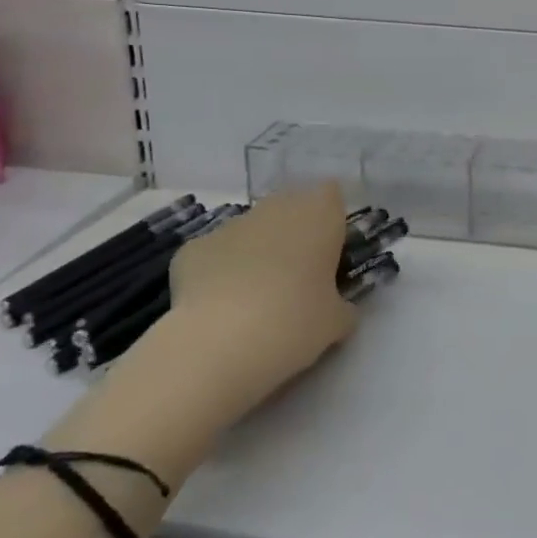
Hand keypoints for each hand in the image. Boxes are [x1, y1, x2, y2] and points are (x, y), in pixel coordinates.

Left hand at [164, 183, 356, 420]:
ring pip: (252, 230)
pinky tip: (219, 308)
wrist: (218, 342)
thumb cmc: (293, 323)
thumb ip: (343, 306)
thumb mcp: (335, 323)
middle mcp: (276, 208)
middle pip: (290, 208)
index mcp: (319, 216)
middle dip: (294, 235)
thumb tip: (338, 307)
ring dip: (257, 252)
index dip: (331, 220)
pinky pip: (216, 254)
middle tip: (297, 279)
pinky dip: (219, 272)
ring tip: (255, 300)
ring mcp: (231, 224)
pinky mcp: (193, 247)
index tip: (331, 253)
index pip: (331, 195)